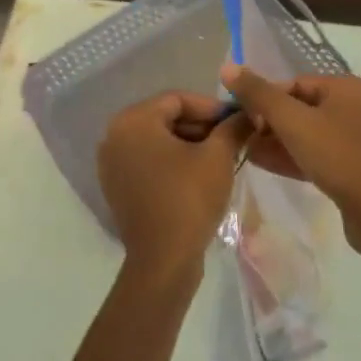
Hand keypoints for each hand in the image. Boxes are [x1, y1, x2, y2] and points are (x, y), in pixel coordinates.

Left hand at [97, 93, 254, 282]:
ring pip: (158, 141)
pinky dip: (172, 163)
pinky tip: (199, 176)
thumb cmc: (189, 198)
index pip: (178, 100)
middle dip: (201, 126)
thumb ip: (233, 127)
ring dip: (189, 145)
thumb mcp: (218, 156)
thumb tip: (249, 113)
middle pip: (165, 118)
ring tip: (221, 158)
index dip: (212, 107)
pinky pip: (148, 162)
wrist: (164, 260)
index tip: (238, 121)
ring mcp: (112, 164)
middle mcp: (114, 136)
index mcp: (133, 121)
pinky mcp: (117, 187)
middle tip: (232, 139)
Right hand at [221, 66, 360, 281]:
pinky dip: (295, 156)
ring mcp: (360, 138)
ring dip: (279, 142)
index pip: (294, 84)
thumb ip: (259, 94)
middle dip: (269, 123)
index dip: (264, 99)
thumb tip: (228, 67)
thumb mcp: (292, 122)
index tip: (242, 120)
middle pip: (302, 107)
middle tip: (243, 139)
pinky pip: (320, 154)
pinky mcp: (358, 166)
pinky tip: (268, 165)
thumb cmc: (337, 156)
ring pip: (310, 133)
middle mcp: (357, 106)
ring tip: (248, 153)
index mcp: (346, 87)